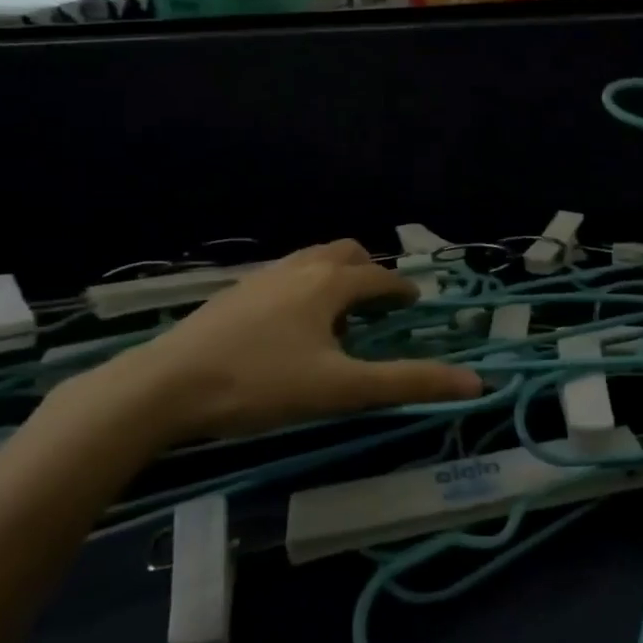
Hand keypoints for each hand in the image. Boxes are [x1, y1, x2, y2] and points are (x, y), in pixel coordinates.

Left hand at [68, 240, 481, 445]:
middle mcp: (298, 268)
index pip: (380, 276)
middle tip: (380, 303)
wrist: (165, 386)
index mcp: (330, 282)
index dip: (403, 290)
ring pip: (310, 261)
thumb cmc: (261, 384)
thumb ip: (408, 383)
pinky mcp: (233, 294)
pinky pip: (283, 277)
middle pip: (345, 252)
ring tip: (338, 315)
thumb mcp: (342, 389)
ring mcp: (261, 277)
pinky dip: (304, 288)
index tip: (415, 304)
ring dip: (334, 277)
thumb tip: (476, 383)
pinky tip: (290, 325)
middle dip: (369, 271)